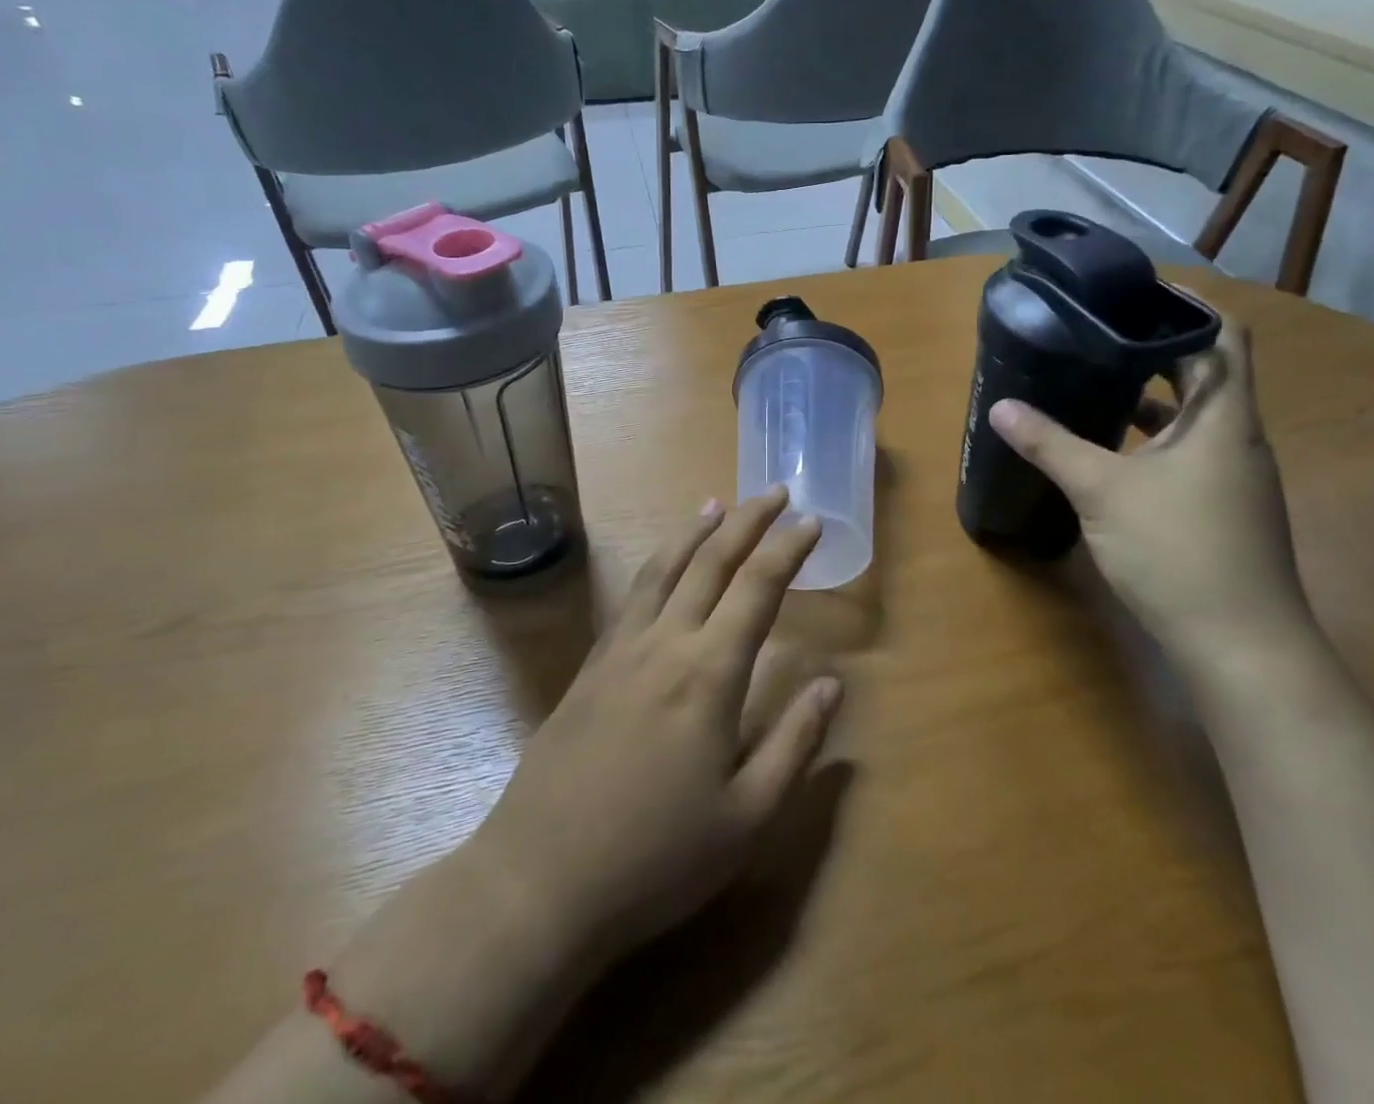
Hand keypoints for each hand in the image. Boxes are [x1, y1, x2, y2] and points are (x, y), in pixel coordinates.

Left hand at [476, 487, 843, 963]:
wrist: (540, 881)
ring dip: (695, 531)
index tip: (812, 521)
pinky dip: (657, 564)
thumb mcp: (747, 818)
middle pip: (711, 561)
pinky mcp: (590, 667)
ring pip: (663, 568)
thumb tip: (833, 684)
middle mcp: (665, 643)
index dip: (789, 549)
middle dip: (748, 521)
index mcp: (710, 673)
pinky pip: (631, 596)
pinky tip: (662, 567)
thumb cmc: (656, 859)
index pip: (758, 588)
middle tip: (775, 492)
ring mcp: (621, 651)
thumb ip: (795, 744)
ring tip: (716, 504)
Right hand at [988, 320, 1309, 663]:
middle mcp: (1238, 438)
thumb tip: (1001, 407)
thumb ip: (1051, 444)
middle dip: (1156, 349)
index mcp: (1224, 418)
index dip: (1188, 307)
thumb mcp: (1102, 491)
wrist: (1242, 647)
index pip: (1223, 336)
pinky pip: (1189, 453)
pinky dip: (1154, 440)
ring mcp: (1235, 478)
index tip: (1137, 292)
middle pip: (1206, 373)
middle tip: (1099, 332)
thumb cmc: (1178, 551)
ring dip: (1153, 398)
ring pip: (1195, 418)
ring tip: (1096, 382)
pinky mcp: (1224, 509)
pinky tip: (1112, 453)